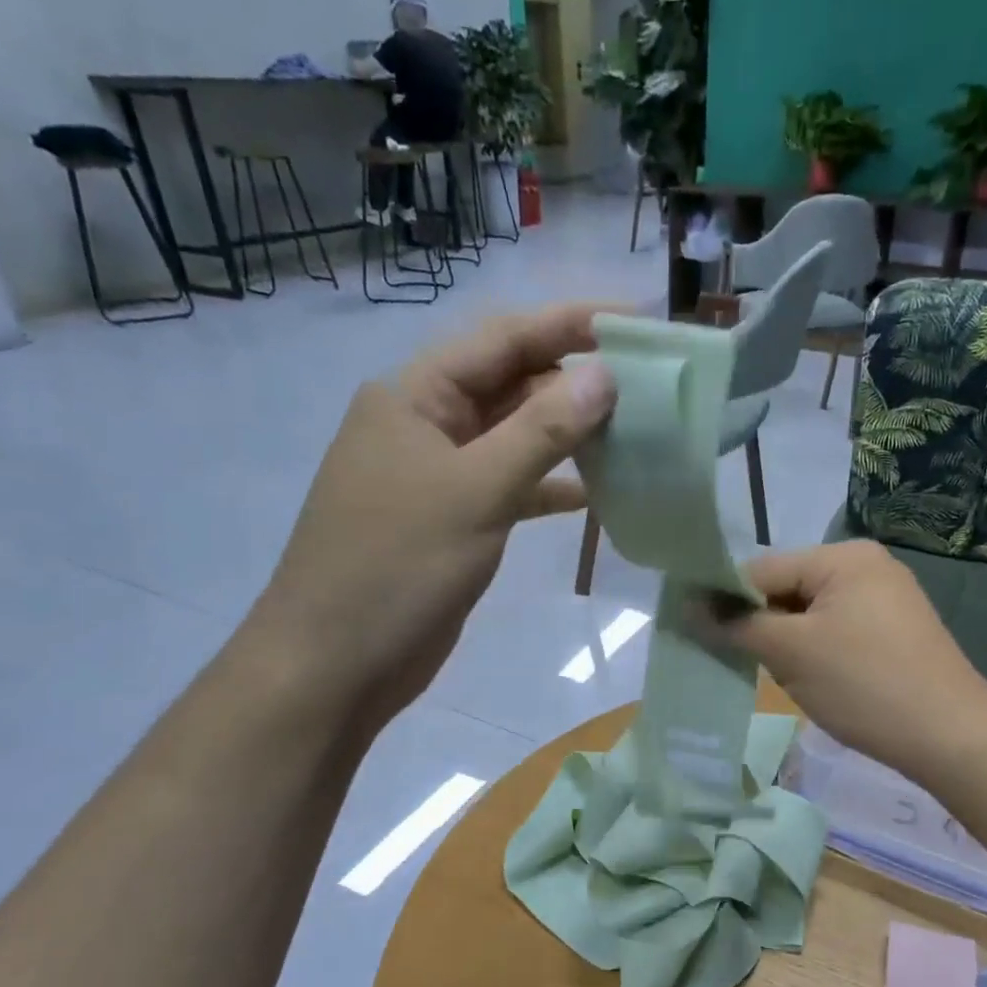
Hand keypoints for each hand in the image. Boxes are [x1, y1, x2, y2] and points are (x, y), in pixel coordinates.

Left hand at [250, 303, 617, 724]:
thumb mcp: (474, 492)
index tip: (635, 322)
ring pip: (515, 438)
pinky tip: (595, 492)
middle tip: (649, 385)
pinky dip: (549, 486)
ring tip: (635, 432)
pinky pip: (511, 487)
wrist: (337, 664)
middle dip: (575, 381)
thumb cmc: (396, 567)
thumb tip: (604, 375)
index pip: (502, 339)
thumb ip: (541, 432)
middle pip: (510, 384)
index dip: (570, 323)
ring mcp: (439, 476)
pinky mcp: (453, 521)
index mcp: (414, 396)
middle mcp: (425, 424)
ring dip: (568, 435)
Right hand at [709, 541, 986, 782]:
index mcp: (843, 556)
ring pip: (808, 613)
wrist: (951, 737)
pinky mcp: (894, 631)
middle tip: (740, 662)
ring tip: (780, 676)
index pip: (761, 569)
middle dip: (759, 624)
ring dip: (785, 641)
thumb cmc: (864, 685)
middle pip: (786, 588)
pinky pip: (836, 630)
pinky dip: (814, 651)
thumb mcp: (791, 653)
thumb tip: (689, 607)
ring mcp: (885, 598)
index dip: (724, 600)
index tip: (695, 634)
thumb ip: (737, 625)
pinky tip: (813, 680)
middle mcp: (866, 565)